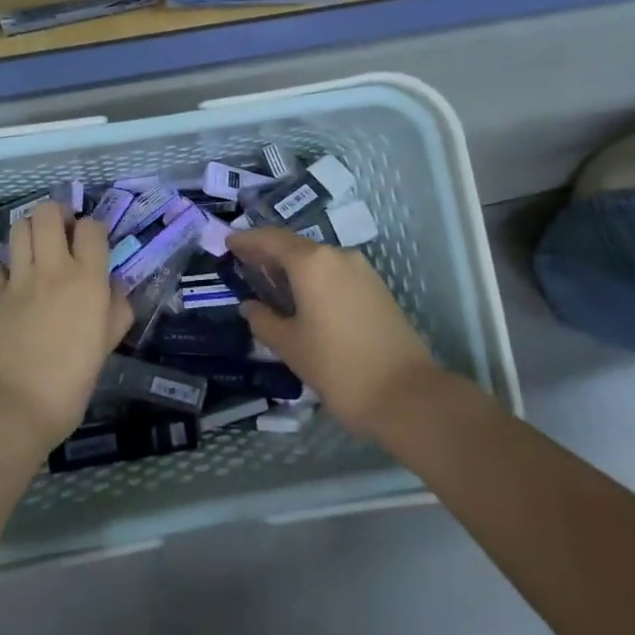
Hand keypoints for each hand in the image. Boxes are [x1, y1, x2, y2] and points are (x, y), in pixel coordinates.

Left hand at [0, 202, 132, 452]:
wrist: (11, 407)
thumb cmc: (69, 385)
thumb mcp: (105, 349)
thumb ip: (115, 313)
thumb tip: (116, 288)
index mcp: (87, 280)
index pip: (92, 228)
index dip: (93, 229)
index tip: (94, 243)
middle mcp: (52, 269)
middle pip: (48, 213)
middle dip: (57, 214)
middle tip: (63, 233)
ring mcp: (17, 281)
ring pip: (18, 229)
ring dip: (29, 232)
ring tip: (38, 251)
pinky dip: (4, 270)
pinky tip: (12, 285)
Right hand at [226, 226, 442, 436]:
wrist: (407, 394)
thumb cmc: (338, 367)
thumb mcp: (290, 346)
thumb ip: (264, 320)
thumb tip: (250, 306)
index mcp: (312, 263)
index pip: (271, 239)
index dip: (248, 239)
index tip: (228, 243)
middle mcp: (338, 256)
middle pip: (296, 245)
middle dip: (269, 253)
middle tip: (245, 264)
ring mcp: (362, 270)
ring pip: (318, 259)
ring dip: (293, 266)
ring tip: (272, 284)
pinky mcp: (377, 288)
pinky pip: (336, 272)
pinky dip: (314, 278)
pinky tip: (304, 298)